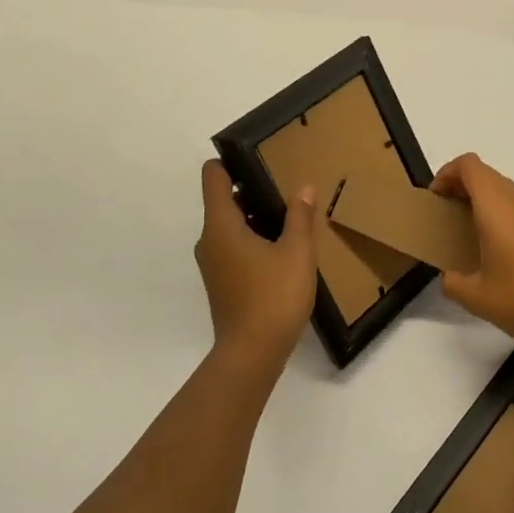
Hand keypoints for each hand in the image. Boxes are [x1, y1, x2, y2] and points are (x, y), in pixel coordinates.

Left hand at [194, 160, 317, 372]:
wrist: (251, 355)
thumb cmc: (273, 297)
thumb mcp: (297, 252)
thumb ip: (300, 216)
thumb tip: (304, 187)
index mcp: (221, 225)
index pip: (212, 177)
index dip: (229, 161)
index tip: (257, 156)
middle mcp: (209, 240)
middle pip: (222, 200)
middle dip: (251, 189)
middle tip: (284, 185)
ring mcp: (213, 263)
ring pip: (229, 225)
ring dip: (254, 217)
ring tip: (288, 215)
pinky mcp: (221, 282)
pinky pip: (233, 247)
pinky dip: (252, 239)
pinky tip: (281, 248)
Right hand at [430, 153, 513, 348]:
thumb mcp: (476, 298)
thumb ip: (453, 283)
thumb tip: (448, 278)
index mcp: (496, 207)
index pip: (469, 166)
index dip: (447, 172)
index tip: (436, 197)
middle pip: (487, 175)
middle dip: (463, 186)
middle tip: (448, 213)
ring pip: (507, 191)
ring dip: (486, 200)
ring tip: (473, 230)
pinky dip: (507, 215)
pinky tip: (505, 249)